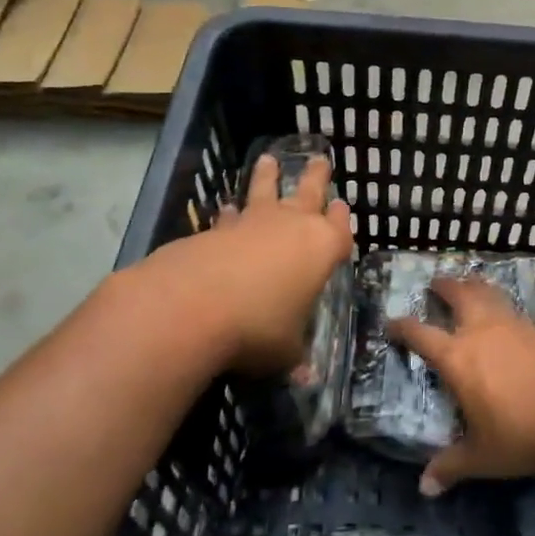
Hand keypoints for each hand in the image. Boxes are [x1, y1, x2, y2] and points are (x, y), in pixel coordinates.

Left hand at [145, 153, 352, 374]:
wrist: (192, 307)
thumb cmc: (258, 328)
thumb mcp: (285, 352)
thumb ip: (295, 356)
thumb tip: (305, 376)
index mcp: (321, 249)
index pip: (339, 228)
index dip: (341, 219)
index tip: (342, 206)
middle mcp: (291, 227)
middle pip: (308, 193)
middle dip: (315, 177)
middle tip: (319, 159)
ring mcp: (251, 225)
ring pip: (264, 191)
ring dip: (267, 177)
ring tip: (268, 159)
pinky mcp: (214, 231)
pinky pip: (230, 217)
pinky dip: (231, 214)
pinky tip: (226, 210)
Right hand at [389, 278, 534, 496]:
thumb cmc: (519, 436)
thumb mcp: (480, 457)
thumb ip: (450, 467)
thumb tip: (425, 488)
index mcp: (457, 358)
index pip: (420, 334)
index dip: (402, 326)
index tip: (391, 323)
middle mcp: (481, 332)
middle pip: (458, 295)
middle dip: (444, 287)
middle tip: (436, 282)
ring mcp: (512, 326)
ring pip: (489, 294)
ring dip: (475, 286)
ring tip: (469, 285)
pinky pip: (513, 311)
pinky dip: (502, 307)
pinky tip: (506, 319)